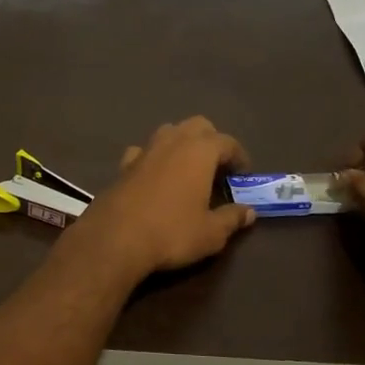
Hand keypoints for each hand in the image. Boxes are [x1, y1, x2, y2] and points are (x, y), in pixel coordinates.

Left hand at [66, 117, 256, 280]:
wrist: (115, 239)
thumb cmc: (172, 233)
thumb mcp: (211, 233)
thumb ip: (232, 219)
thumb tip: (249, 212)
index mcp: (199, 151)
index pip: (227, 142)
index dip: (239, 157)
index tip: (243, 175)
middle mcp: (172, 142)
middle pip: (197, 126)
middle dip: (211, 140)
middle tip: (217, 167)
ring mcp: (145, 150)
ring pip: (169, 132)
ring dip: (182, 143)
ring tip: (189, 169)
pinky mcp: (123, 165)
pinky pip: (144, 151)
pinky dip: (154, 157)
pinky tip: (155, 175)